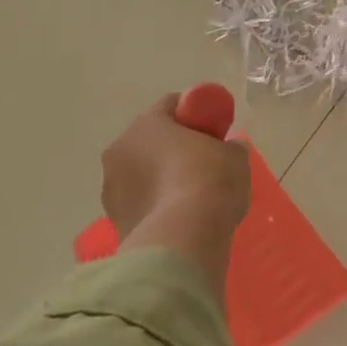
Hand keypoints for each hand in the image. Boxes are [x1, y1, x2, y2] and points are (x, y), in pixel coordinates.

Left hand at [99, 93, 250, 239]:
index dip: (194, 113)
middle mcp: (120, 151)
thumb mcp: (234, 156)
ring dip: (161, 178)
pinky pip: (141, 203)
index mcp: (146, 124)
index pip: (170, 104)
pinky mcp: (115, 223)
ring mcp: (112, 190)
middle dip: (173, 147)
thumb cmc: (209, 182)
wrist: (184, 240)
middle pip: (150, 140)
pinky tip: (180, 217)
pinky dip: (156, 206)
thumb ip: (230, 147)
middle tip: (204, 160)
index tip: (213, 127)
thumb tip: (230, 149)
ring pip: (141, 173)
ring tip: (191, 195)